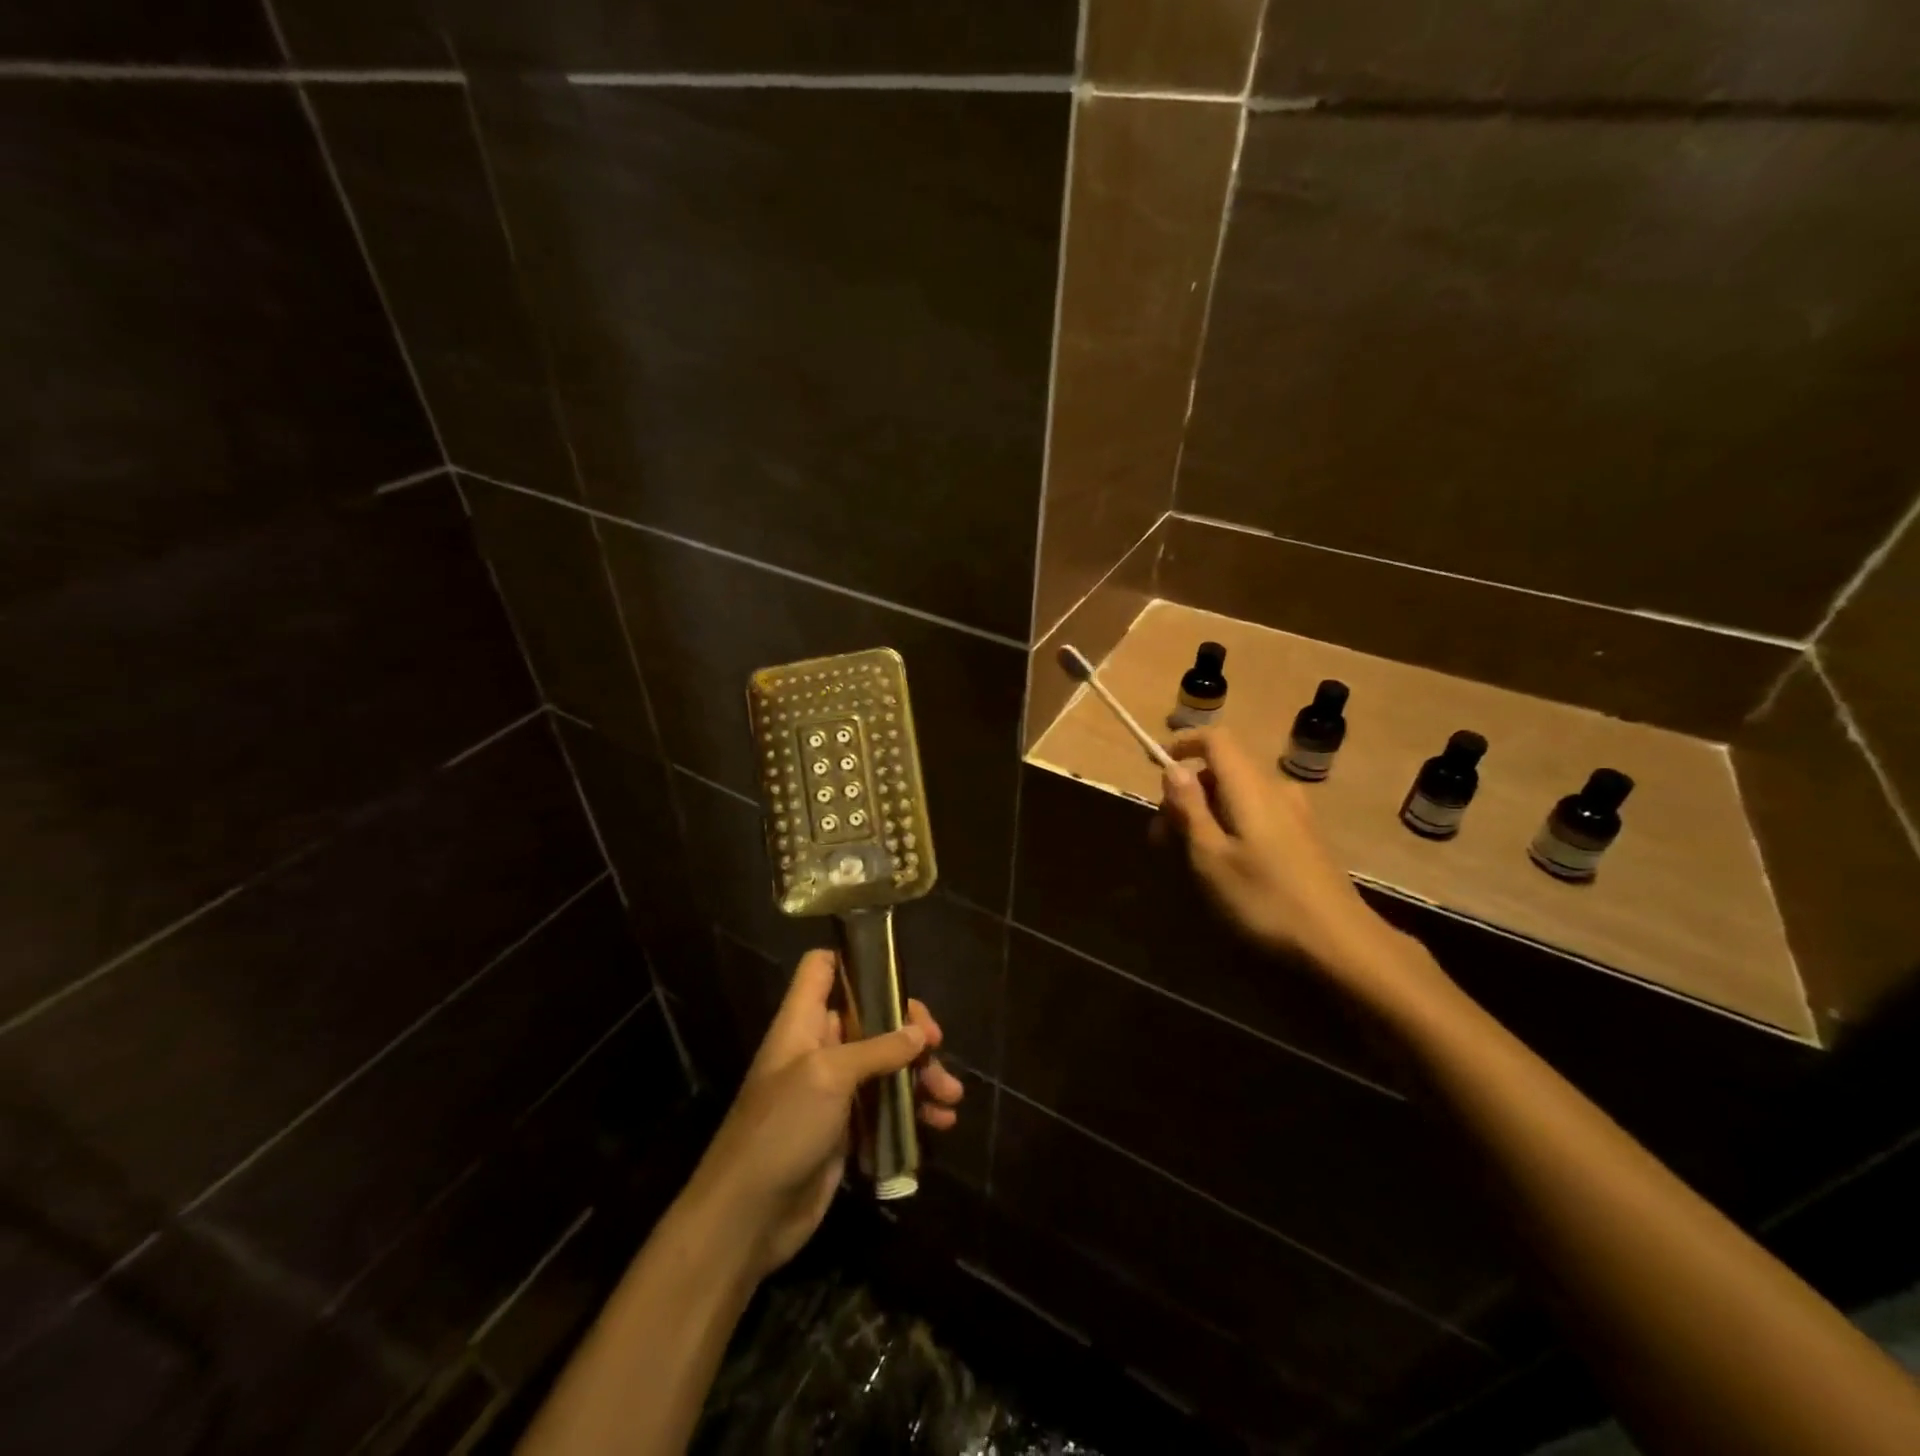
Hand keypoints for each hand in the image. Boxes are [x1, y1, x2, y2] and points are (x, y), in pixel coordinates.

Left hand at [683, 949, 964, 1280]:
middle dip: (909, 1029)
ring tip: (951, 1097)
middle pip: (870, 1016)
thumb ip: (878, 1049)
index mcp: (804, 1021)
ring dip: (920, 1075)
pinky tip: (940, 1124)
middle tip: (937, 1045)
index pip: (823, 967)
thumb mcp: (828, 1076)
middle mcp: (819, 1047)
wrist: (748, 1217)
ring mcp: (832, 1089)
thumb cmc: (782, 1128)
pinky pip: (886, 1106)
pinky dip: (913, 1110)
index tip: (897, 973)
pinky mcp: (845, 1128)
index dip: (856, 959)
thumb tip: (918, 1033)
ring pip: (885, 1064)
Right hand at [1154, 728, 1420, 995]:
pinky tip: (1223, 864)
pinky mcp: (1304, 837)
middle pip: (1223, 770)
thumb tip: (1173, 768)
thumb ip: (1190, 808)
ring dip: (1205, 813)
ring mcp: (1295, 813)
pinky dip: (1229, 825)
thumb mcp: (1211, 856)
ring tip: (1186, 855)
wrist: (1341, 943)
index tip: (1154, 764)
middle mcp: (1275, 789)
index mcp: (1250, 787)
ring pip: (1238, 795)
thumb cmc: (1264, 898)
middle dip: (1186, 793)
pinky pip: (1257, 813)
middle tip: (1161, 836)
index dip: (1182, 744)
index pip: (1215, 739)